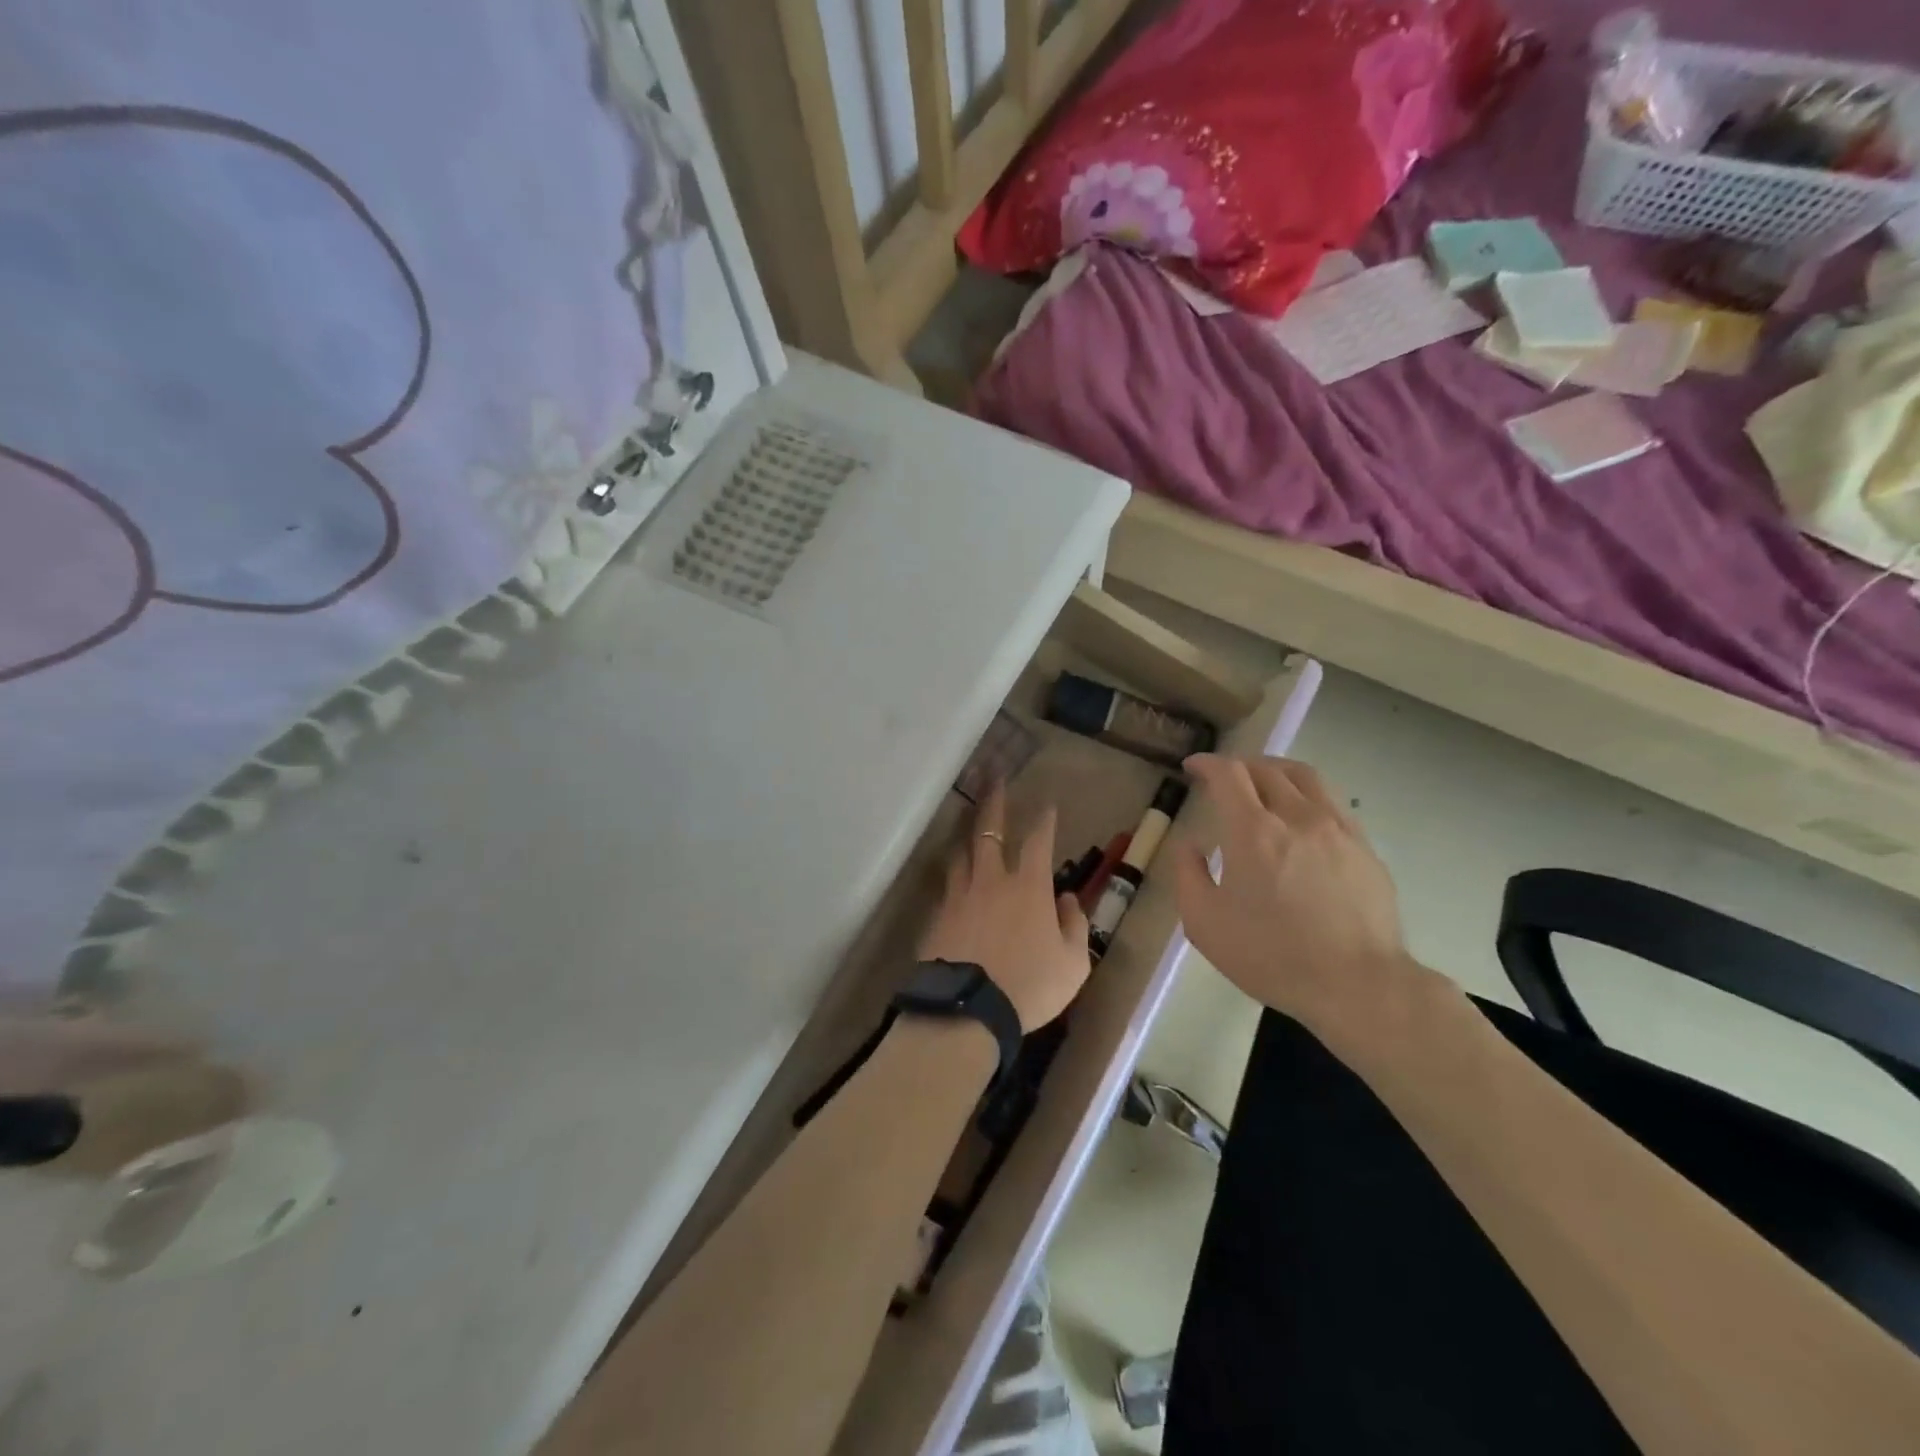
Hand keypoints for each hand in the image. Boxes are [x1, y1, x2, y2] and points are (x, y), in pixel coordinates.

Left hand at [918, 787, 1091, 1031]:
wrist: (967, 1010)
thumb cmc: (1029, 987)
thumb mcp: (1072, 964)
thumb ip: (1073, 927)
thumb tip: (1065, 901)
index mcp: (1029, 887)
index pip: (1039, 841)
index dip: (1044, 820)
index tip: (1047, 804)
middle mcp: (992, 880)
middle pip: (990, 831)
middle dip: (994, 802)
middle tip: (994, 778)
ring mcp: (960, 895)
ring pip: (961, 853)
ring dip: (968, 834)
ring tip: (968, 822)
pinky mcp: (938, 915)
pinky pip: (947, 884)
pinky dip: (953, 873)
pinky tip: (953, 874)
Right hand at [1172, 754, 1420, 1034]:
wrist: (1358, 986)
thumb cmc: (1272, 956)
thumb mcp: (1205, 924)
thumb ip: (1188, 875)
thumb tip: (1190, 846)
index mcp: (1253, 832)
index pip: (1228, 774)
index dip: (1207, 763)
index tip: (1193, 768)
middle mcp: (1297, 817)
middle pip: (1266, 769)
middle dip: (1238, 766)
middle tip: (1222, 780)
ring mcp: (1337, 829)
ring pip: (1305, 777)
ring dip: (1275, 771)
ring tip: (1263, 783)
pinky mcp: (1364, 847)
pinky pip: (1331, 802)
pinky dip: (1306, 795)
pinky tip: (1301, 817)